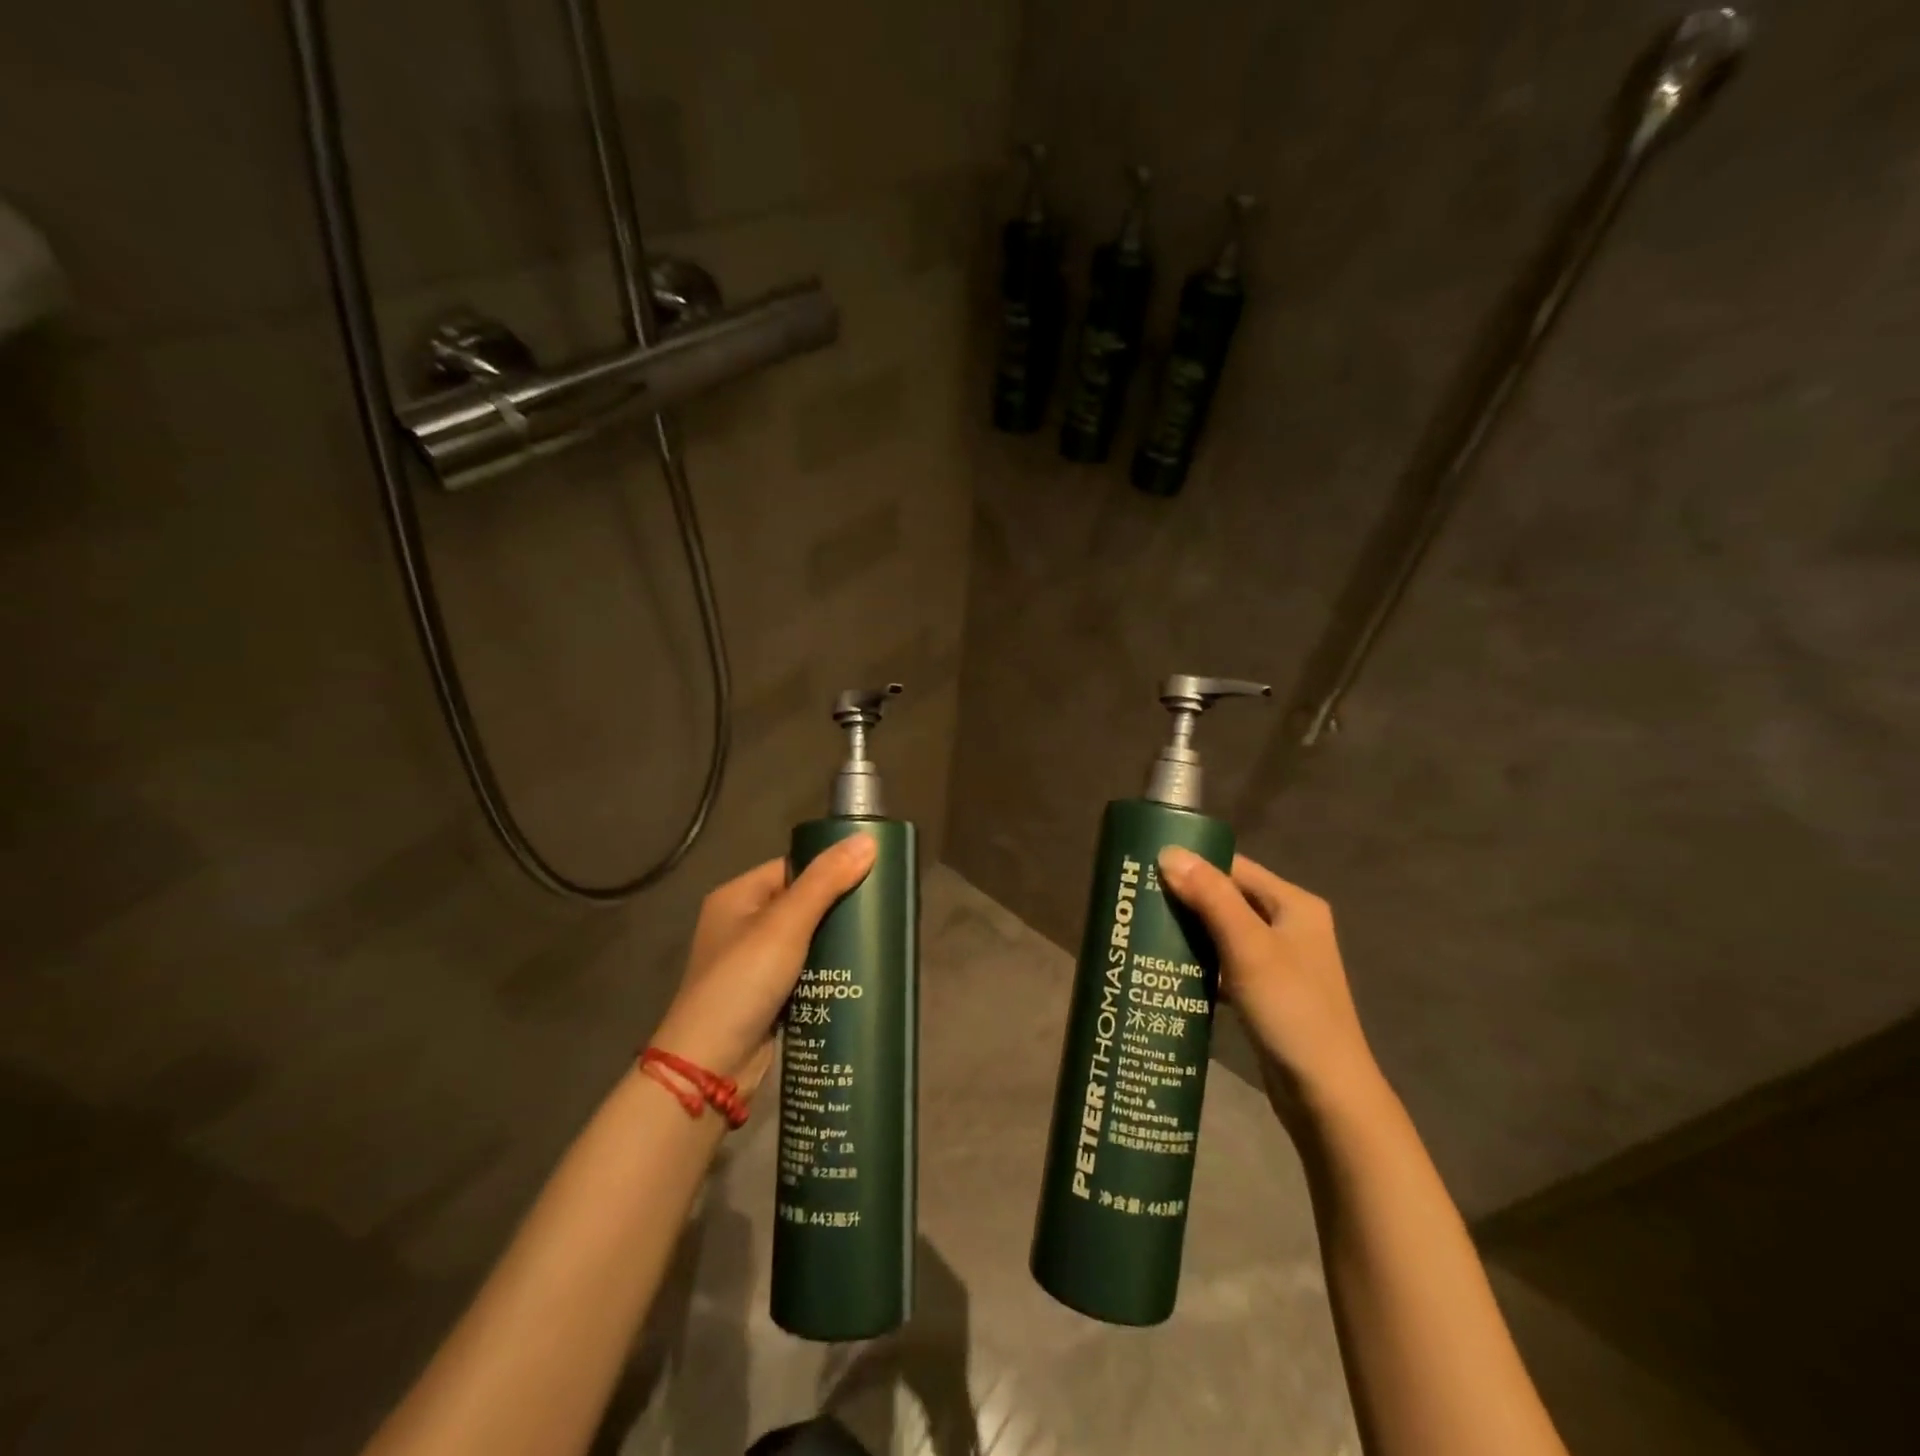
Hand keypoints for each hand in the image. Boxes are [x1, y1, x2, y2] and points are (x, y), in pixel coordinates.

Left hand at [650, 834, 876, 1096]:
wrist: (709, 1067)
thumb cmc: (742, 982)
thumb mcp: (785, 925)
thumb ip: (826, 882)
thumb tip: (869, 839)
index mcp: (738, 897)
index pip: (793, 867)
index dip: (829, 868)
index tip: (872, 874)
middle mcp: (742, 925)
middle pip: (802, 903)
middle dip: (839, 908)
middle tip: (881, 912)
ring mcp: (753, 963)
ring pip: (807, 940)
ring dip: (836, 942)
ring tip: (878, 941)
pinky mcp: (766, 996)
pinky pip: (804, 971)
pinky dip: (827, 971)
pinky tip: (858, 973)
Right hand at [1158, 847, 1382, 1126]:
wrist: (1327, 1095)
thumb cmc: (1291, 1010)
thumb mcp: (1248, 947)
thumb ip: (1210, 897)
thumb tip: (1168, 852)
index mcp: (1294, 905)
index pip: (1234, 867)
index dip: (1192, 864)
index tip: (1146, 867)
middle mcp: (1290, 926)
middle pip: (1227, 899)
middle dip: (1185, 899)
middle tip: (1137, 901)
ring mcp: (1279, 962)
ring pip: (1223, 933)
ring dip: (1190, 932)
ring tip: (1143, 931)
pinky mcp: (1266, 993)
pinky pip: (1226, 964)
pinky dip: (1201, 964)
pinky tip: (1169, 970)